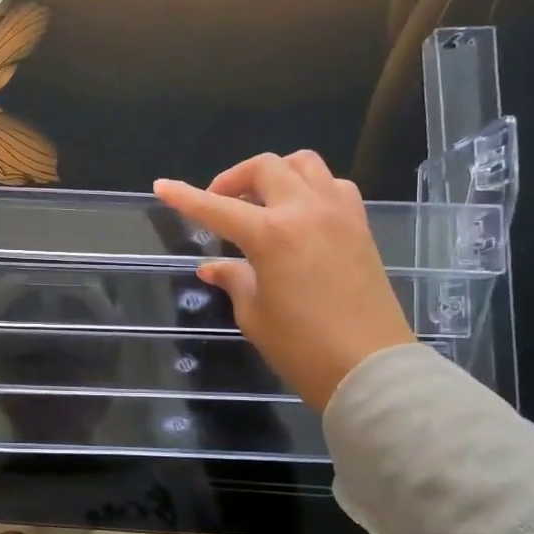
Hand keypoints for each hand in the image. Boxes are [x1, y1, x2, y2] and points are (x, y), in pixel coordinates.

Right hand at [155, 152, 414, 408]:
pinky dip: (310, 188)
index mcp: (271, 234)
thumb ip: (233, 279)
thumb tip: (213, 267)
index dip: (185, 197)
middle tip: (220, 203)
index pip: (216, 207)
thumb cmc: (302, 347)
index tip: (162, 186)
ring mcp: (339, 214)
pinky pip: (333, 185)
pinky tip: (300, 214)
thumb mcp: (254, 314)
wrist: (371, 368)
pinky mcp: (360, 227)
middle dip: (234, 179)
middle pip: (265, 168)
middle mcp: (305, 211)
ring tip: (262, 202)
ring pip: (304, 164)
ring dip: (276, 174)